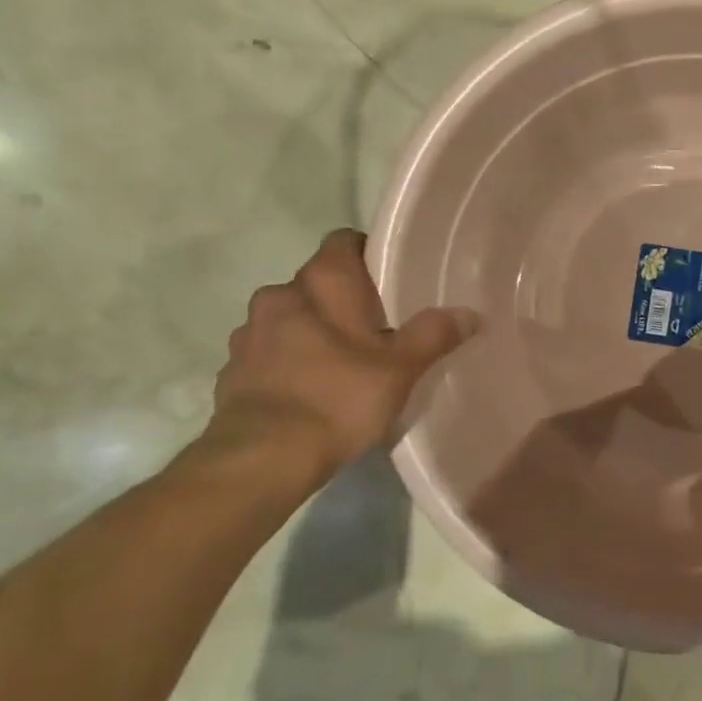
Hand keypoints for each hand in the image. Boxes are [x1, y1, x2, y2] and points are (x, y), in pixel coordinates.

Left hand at [208, 230, 478, 482]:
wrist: (262, 458)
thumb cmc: (338, 399)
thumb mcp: (401, 369)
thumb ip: (434, 334)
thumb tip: (468, 313)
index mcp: (321, 283)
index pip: (344, 242)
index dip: (368, 254)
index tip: (391, 280)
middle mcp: (278, 295)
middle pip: (317, 283)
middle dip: (343, 300)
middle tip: (378, 327)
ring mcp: (249, 334)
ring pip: (290, 318)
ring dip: (312, 331)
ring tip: (343, 362)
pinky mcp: (233, 371)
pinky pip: (270, 353)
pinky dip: (289, 362)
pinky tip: (311, 390)